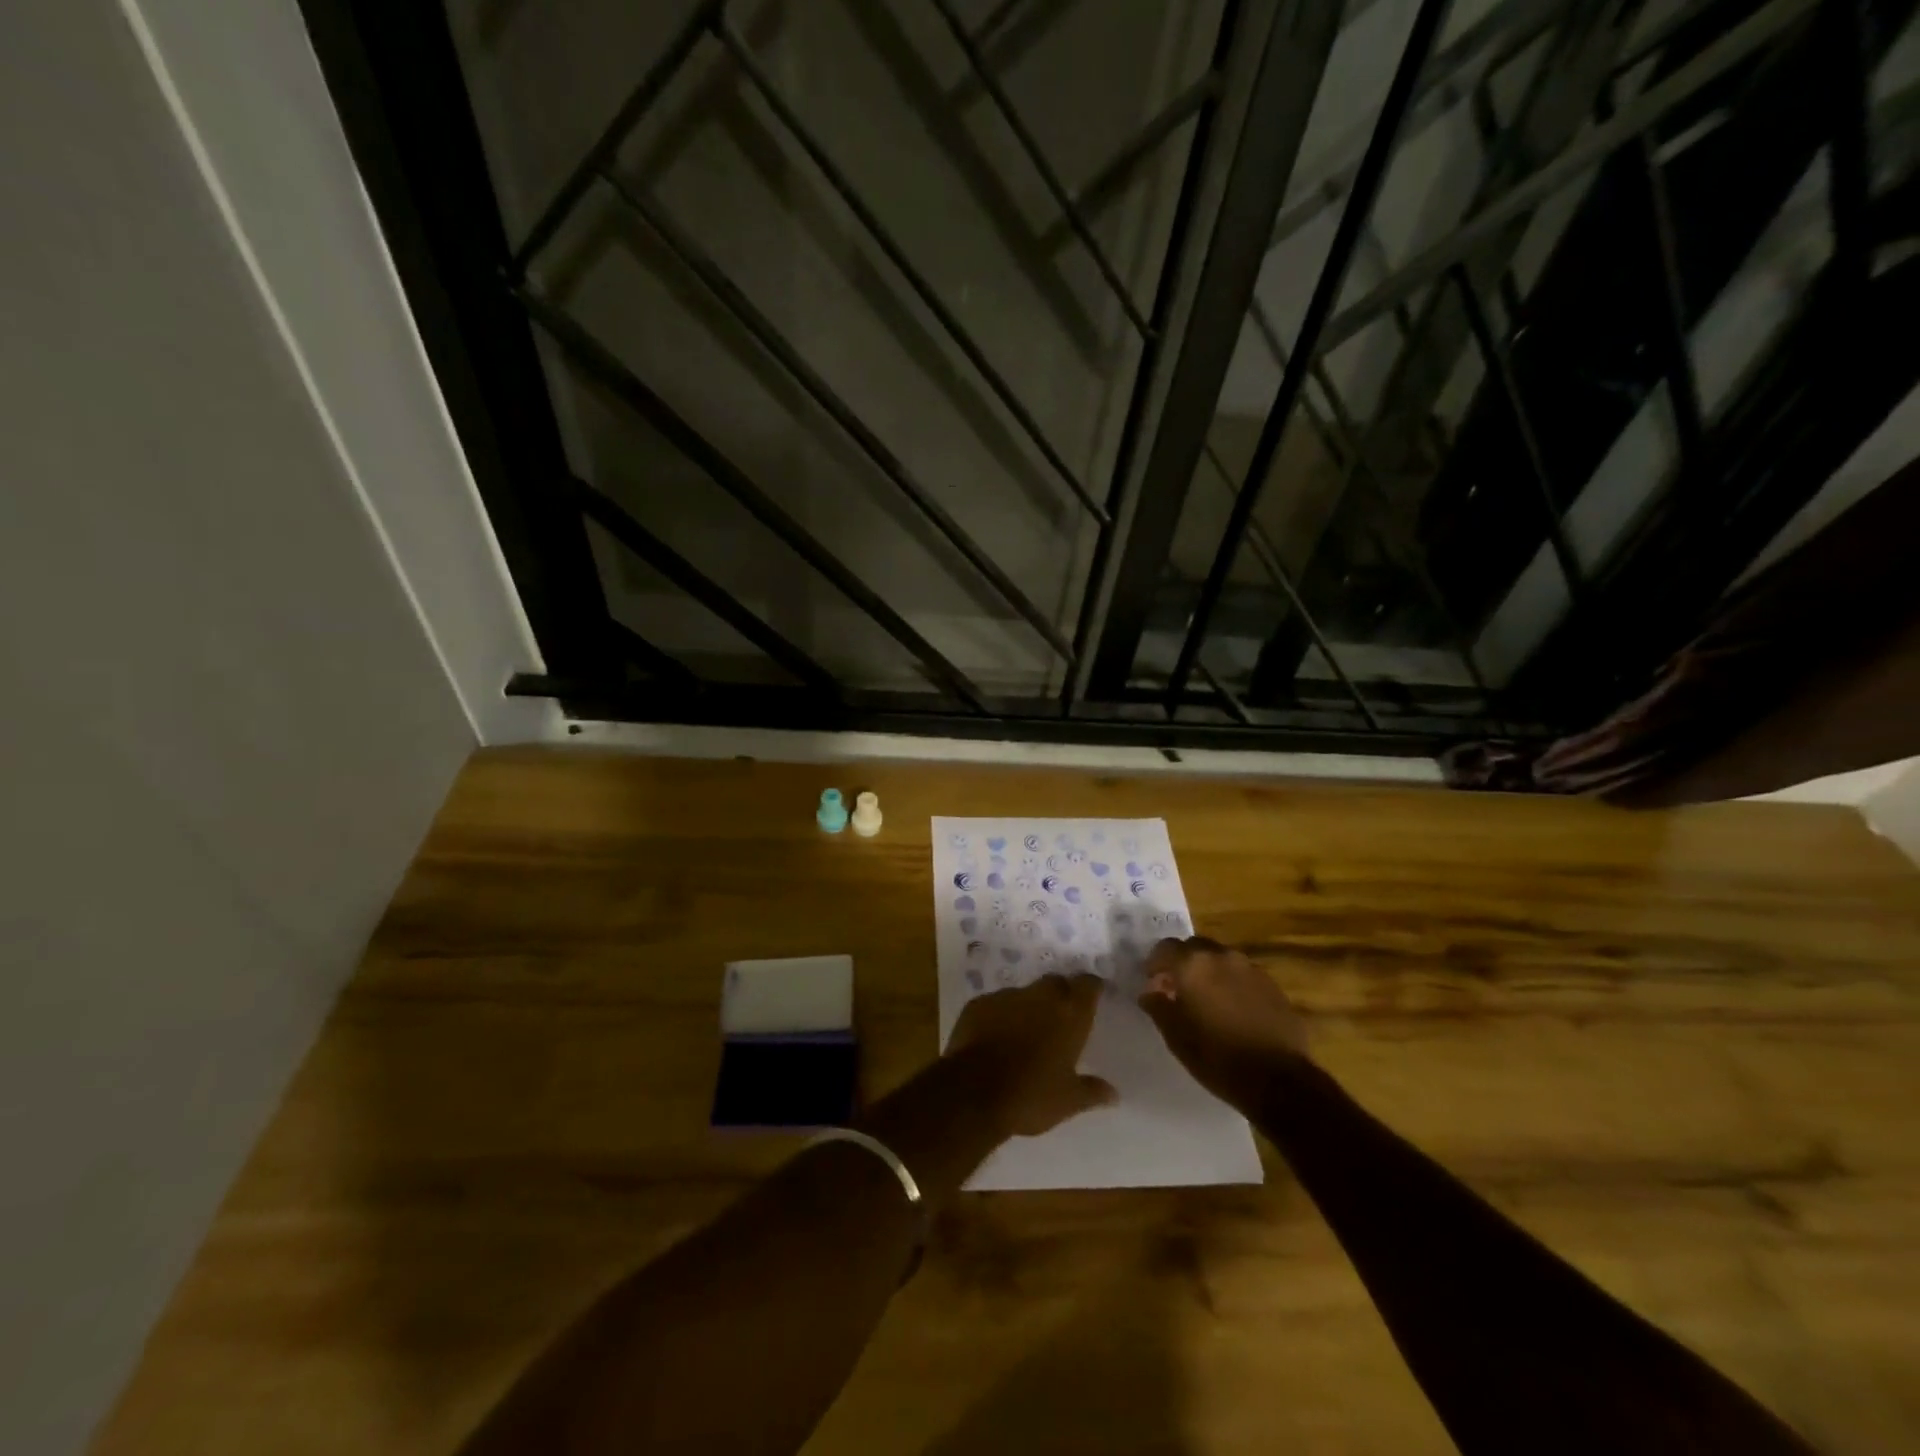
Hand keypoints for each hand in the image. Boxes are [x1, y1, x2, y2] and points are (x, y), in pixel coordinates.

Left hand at [946, 974, 1116, 1136]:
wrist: (973, 1092)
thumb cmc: (1031, 1095)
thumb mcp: (1068, 1101)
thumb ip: (1093, 1091)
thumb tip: (1114, 1094)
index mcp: (1069, 1014)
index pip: (1087, 984)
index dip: (1090, 988)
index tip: (1092, 996)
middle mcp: (1040, 996)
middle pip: (1056, 983)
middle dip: (1061, 995)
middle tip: (1061, 1019)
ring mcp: (1006, 996)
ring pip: (1024, 994)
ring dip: (1028, 1007)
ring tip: (1025, 1033)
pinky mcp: (978, 1004)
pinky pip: (996, 1004)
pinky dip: (1000, 1016)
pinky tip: (996, 1038)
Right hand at [1138, 937, 1308, 1108]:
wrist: (1278, 1080)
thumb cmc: (1217, 1057)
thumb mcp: (1176, 1036)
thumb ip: (1158, 1006)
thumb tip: (1150, 992)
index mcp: (1193, 964)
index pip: (1165, 947)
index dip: (1155, 963)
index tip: (1153, 983)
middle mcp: (1222, 956)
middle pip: (1195, 947)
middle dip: (1183, 963)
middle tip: (1178, 989)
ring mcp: (1250, 969)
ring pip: (1221, 959)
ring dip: (1209, 972)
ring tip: (1206, 1000)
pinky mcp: (1272, 985)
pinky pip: (1242, 974)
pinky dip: (1231, 983)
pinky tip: (1232, 1009)